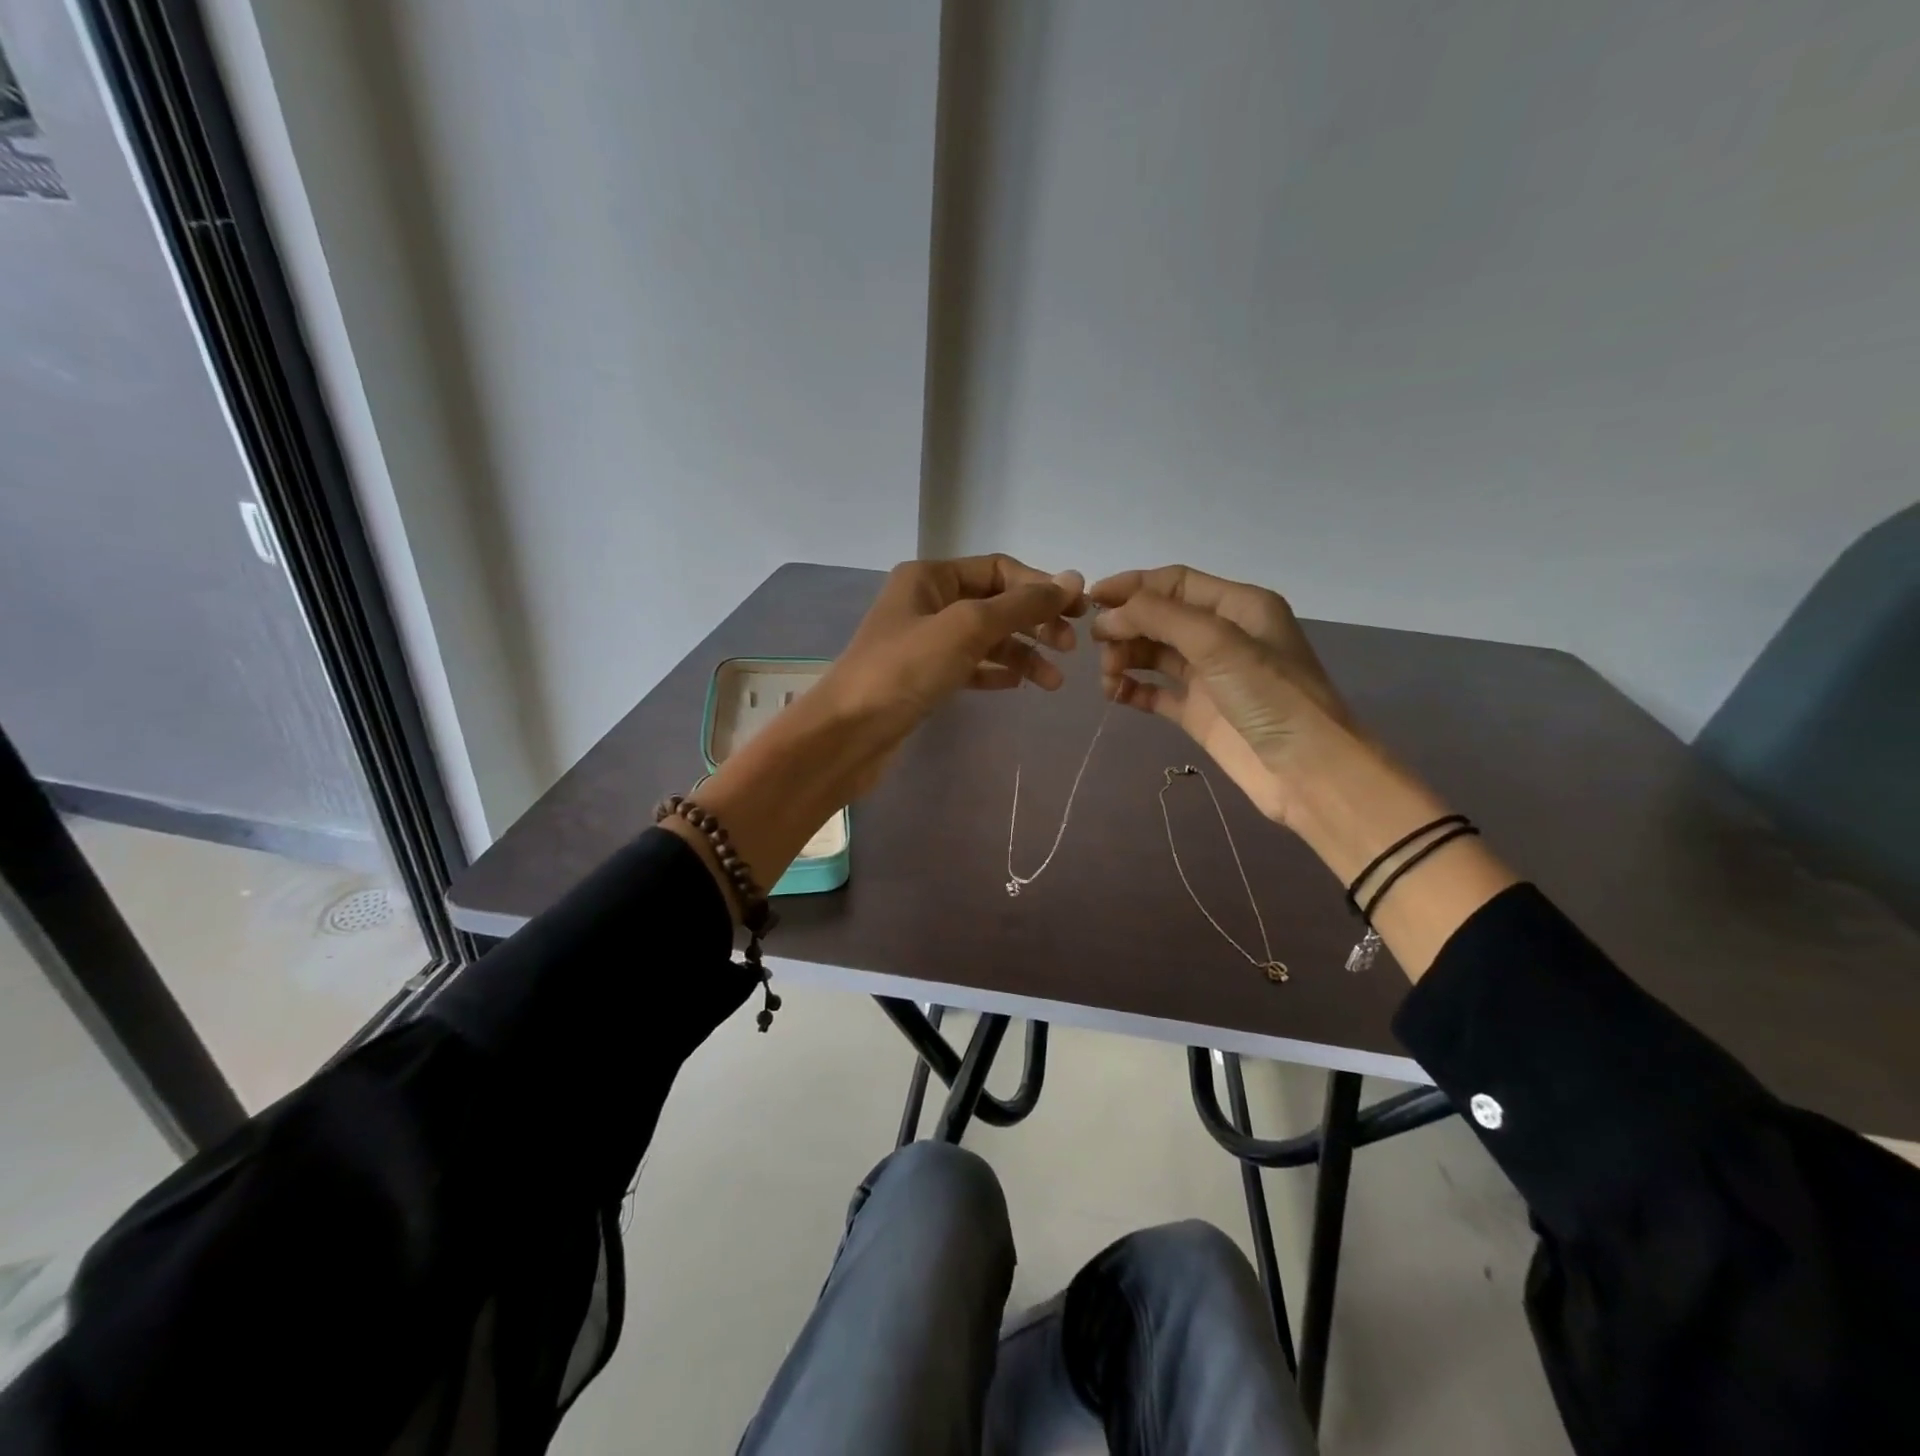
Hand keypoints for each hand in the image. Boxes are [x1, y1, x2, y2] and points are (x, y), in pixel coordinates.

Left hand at [821, 556, 1085, 797]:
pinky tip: (1019, 686)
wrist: (847, 734)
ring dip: (1022, 654)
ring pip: (985, 639)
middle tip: (1070, 649)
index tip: (1077, 613)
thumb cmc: (904, 670)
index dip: (1040, 587)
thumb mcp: (967, 628)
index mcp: (930, 577)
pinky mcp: (923, 677)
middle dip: (1034, 622)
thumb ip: (1020, 604)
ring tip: (1053, 683)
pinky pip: (969, 666)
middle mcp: (927, 602)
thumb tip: (1072, 578)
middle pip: (995, 603)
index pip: (999, 569)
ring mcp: (924, 642)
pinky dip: (996, 672)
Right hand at [1092, 564, 1518, 975]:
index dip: (1132, 586)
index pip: (1174, 583)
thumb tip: (1109, 615)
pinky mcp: (1198, 712)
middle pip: (1160, 617)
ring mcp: (1209, 676)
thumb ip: (1161, 618)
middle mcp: (1222, 635)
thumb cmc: (1270, 697)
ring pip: (1154, 654)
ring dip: (1125, 657)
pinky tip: (1115, 695)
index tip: (1091, 601)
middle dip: (1126, 625)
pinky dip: (1132, 689)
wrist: (1307, 771)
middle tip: (1098, 646)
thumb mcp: (1218, 643)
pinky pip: (1155, 692)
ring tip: (1108, 676)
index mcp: (1238, 606)